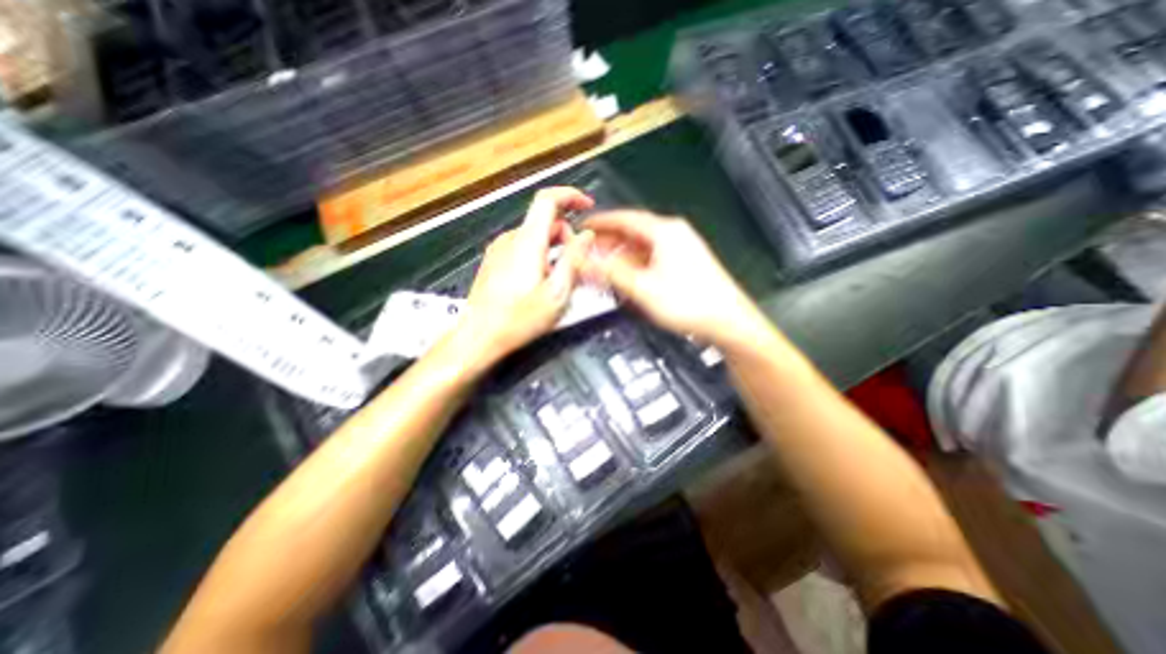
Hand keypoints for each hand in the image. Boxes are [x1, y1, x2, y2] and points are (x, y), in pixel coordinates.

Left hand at [443, 188, 596, 372]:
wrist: (479, 336)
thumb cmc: (518, 318)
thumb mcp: (557, 292)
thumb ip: (574, 259)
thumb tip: (586, 237)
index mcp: (528, 242)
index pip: (548, 199)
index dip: (570, 196)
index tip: (586, 205)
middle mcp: (511, 240)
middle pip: (544, 221)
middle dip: (566, 235)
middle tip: (575, 263)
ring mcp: (499, 250)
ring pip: (534, 236)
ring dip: (553, 248)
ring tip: (557, 278)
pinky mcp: (494, 262)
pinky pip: (522, 247)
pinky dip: (538, 255)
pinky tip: (540, 281)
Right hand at [581, 212, 767, 348]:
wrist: (726, 322)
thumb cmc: (693, 303)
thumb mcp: (643, 288)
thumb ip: (611, 272)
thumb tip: (587, 261)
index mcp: (665, 232)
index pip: (624, 218)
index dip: (601, 222)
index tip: (584, 227)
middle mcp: (674, 236)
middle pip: (632, 233)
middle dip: (608, 243)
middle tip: (589, 252)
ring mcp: (680, 250)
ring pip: (641, 247)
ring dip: (620, 256)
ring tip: (603, 267)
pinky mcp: (683, 265)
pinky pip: (651, 259)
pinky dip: (635, 265)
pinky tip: (626, 277)